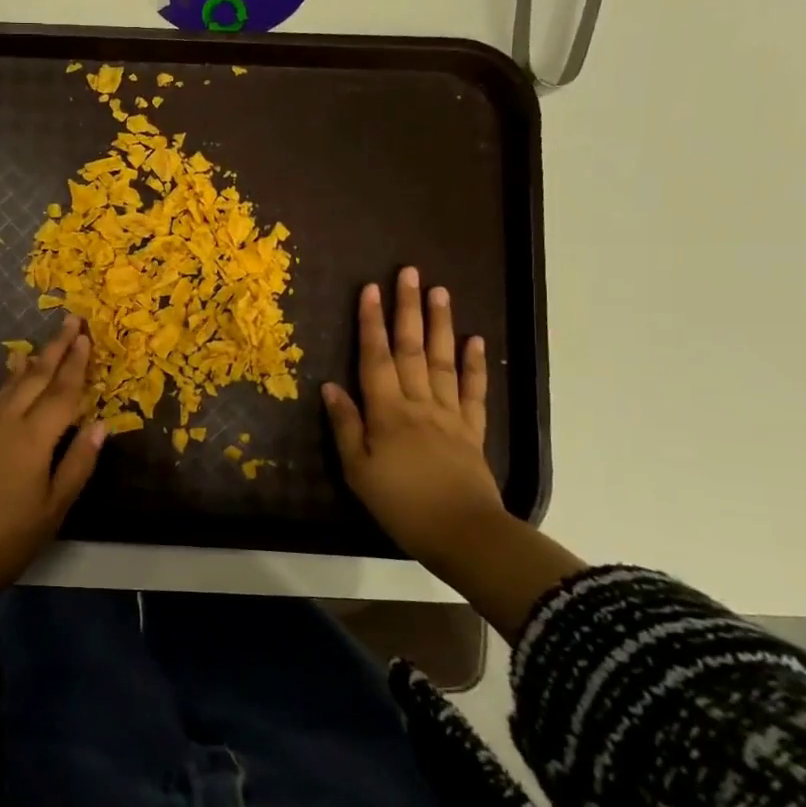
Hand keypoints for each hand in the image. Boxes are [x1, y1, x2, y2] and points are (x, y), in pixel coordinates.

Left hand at [0, 314, 105, 602]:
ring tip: (42, 344)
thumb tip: (100, 425)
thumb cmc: (4, 538)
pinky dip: (11, 382)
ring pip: (13, 385)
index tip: (87, 336)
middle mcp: (7, 423)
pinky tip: (13, 380)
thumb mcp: (52, 511)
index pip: (62, 392)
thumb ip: (77, 464)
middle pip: (36, 377)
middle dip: (56, 348)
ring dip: (32, 362)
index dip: (77, 364)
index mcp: (33, 439)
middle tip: (71, 320)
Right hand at [322, 269, 506, 558]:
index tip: (370, 289)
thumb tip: (331, 386)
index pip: (376, 358)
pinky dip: (474, 365)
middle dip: (407, 309)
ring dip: (441, 324)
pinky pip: (473, 391)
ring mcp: (449, 414)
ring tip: (440, 292)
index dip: (371, 323)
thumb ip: (345, 426)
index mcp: (387, 412)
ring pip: (444, 361)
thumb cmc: (401, 504)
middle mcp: (419, 403)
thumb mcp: (358, 470)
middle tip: (409, 273)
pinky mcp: (472, 430)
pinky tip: (475, 340)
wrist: (462, 533)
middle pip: (412, 349)